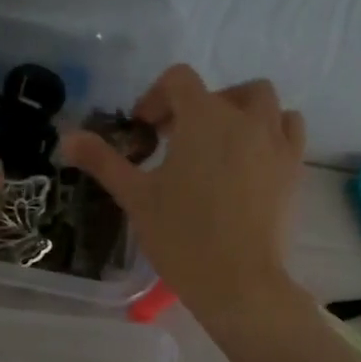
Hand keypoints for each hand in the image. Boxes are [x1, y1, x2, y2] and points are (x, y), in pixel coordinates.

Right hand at [62, 65, 305, 322]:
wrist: (237, 281)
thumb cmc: (181, 236)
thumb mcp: (135, 196)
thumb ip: (103, 161)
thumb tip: (67, 138)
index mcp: (203, 117)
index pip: (179, 79)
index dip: (156, 97)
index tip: (144, 130)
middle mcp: (245, 118)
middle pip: (223, 90)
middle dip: (197, 106)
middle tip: (177, 140)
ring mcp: (275, 142)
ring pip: (264, 103)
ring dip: (239, 112)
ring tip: (219, 144)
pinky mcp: (294, 168)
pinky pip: (289, 129)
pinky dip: (271, 131)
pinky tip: (251, 159)